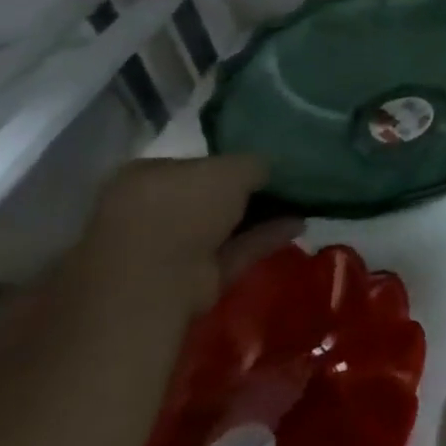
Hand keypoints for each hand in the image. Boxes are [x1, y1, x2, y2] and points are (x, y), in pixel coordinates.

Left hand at [80, 156, 300, 315]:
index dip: (229, 161)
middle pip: (208, 196)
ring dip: (260, 216)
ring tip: (302, 203)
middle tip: (286, 183)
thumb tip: (267, 171)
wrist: (156, 284)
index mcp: (143, 176)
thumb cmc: (184, 209)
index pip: (193, 163)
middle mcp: (149, 210)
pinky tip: (298, 225)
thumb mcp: (233, 168)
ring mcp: (167, 248)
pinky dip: (263, 238)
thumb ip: (255, 163)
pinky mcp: (189, 278)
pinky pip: (233, 250)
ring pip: (222, 226)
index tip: (264, 163)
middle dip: (245, 192)